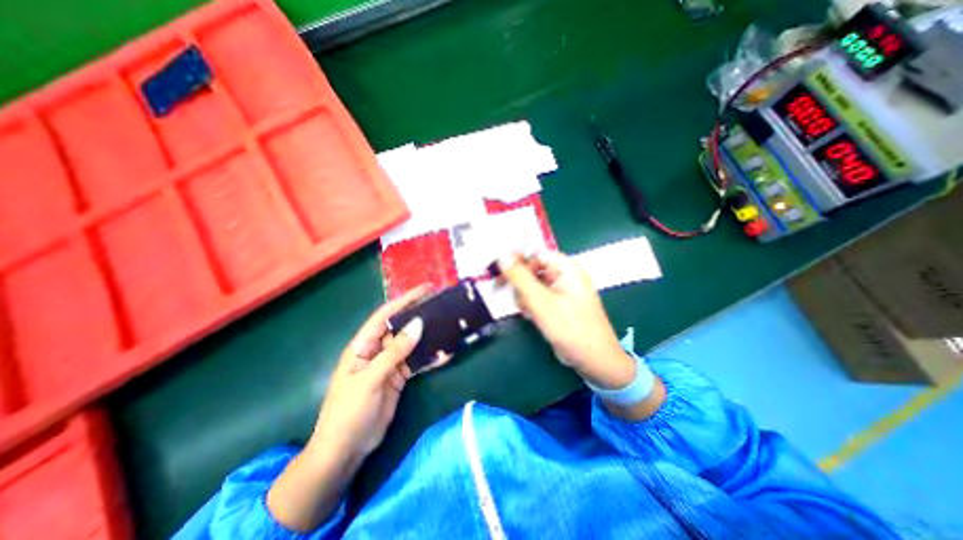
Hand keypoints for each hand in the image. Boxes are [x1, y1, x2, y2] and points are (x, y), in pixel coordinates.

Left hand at [265, 288, 450, 530]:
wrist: (346, 451)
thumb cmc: (349, 412)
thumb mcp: (371, 379)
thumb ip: (395, 352)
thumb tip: (418, 324)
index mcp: (362, 346)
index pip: (384, 316)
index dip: (404, 301)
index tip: (425, 289)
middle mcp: (377, 351)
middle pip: (400, 327)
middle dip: (419, 314)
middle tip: (441, 303)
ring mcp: (389, 365)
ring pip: (411, 344)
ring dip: (428, 335)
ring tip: (448, 323)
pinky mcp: (399, 378)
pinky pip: (417, 363)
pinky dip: (430, 358)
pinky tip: (445, 352)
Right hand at [496, 254, 636, 391]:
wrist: (594, 360)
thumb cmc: (570, 328)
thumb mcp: (541, 301)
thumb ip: (520, 278)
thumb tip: (502, 255)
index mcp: (567, 268)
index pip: (536, 254)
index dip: (518, 261)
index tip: (500, 273)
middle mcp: (566, 275)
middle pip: (534, 270)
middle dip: (521, 284)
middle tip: (510, 296)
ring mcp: (563, 290)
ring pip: (534, 285)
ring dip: (525, 297)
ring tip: (527, 311)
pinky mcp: (560, 304)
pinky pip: (540, 297)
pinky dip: (532, 304)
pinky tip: (531, 316)